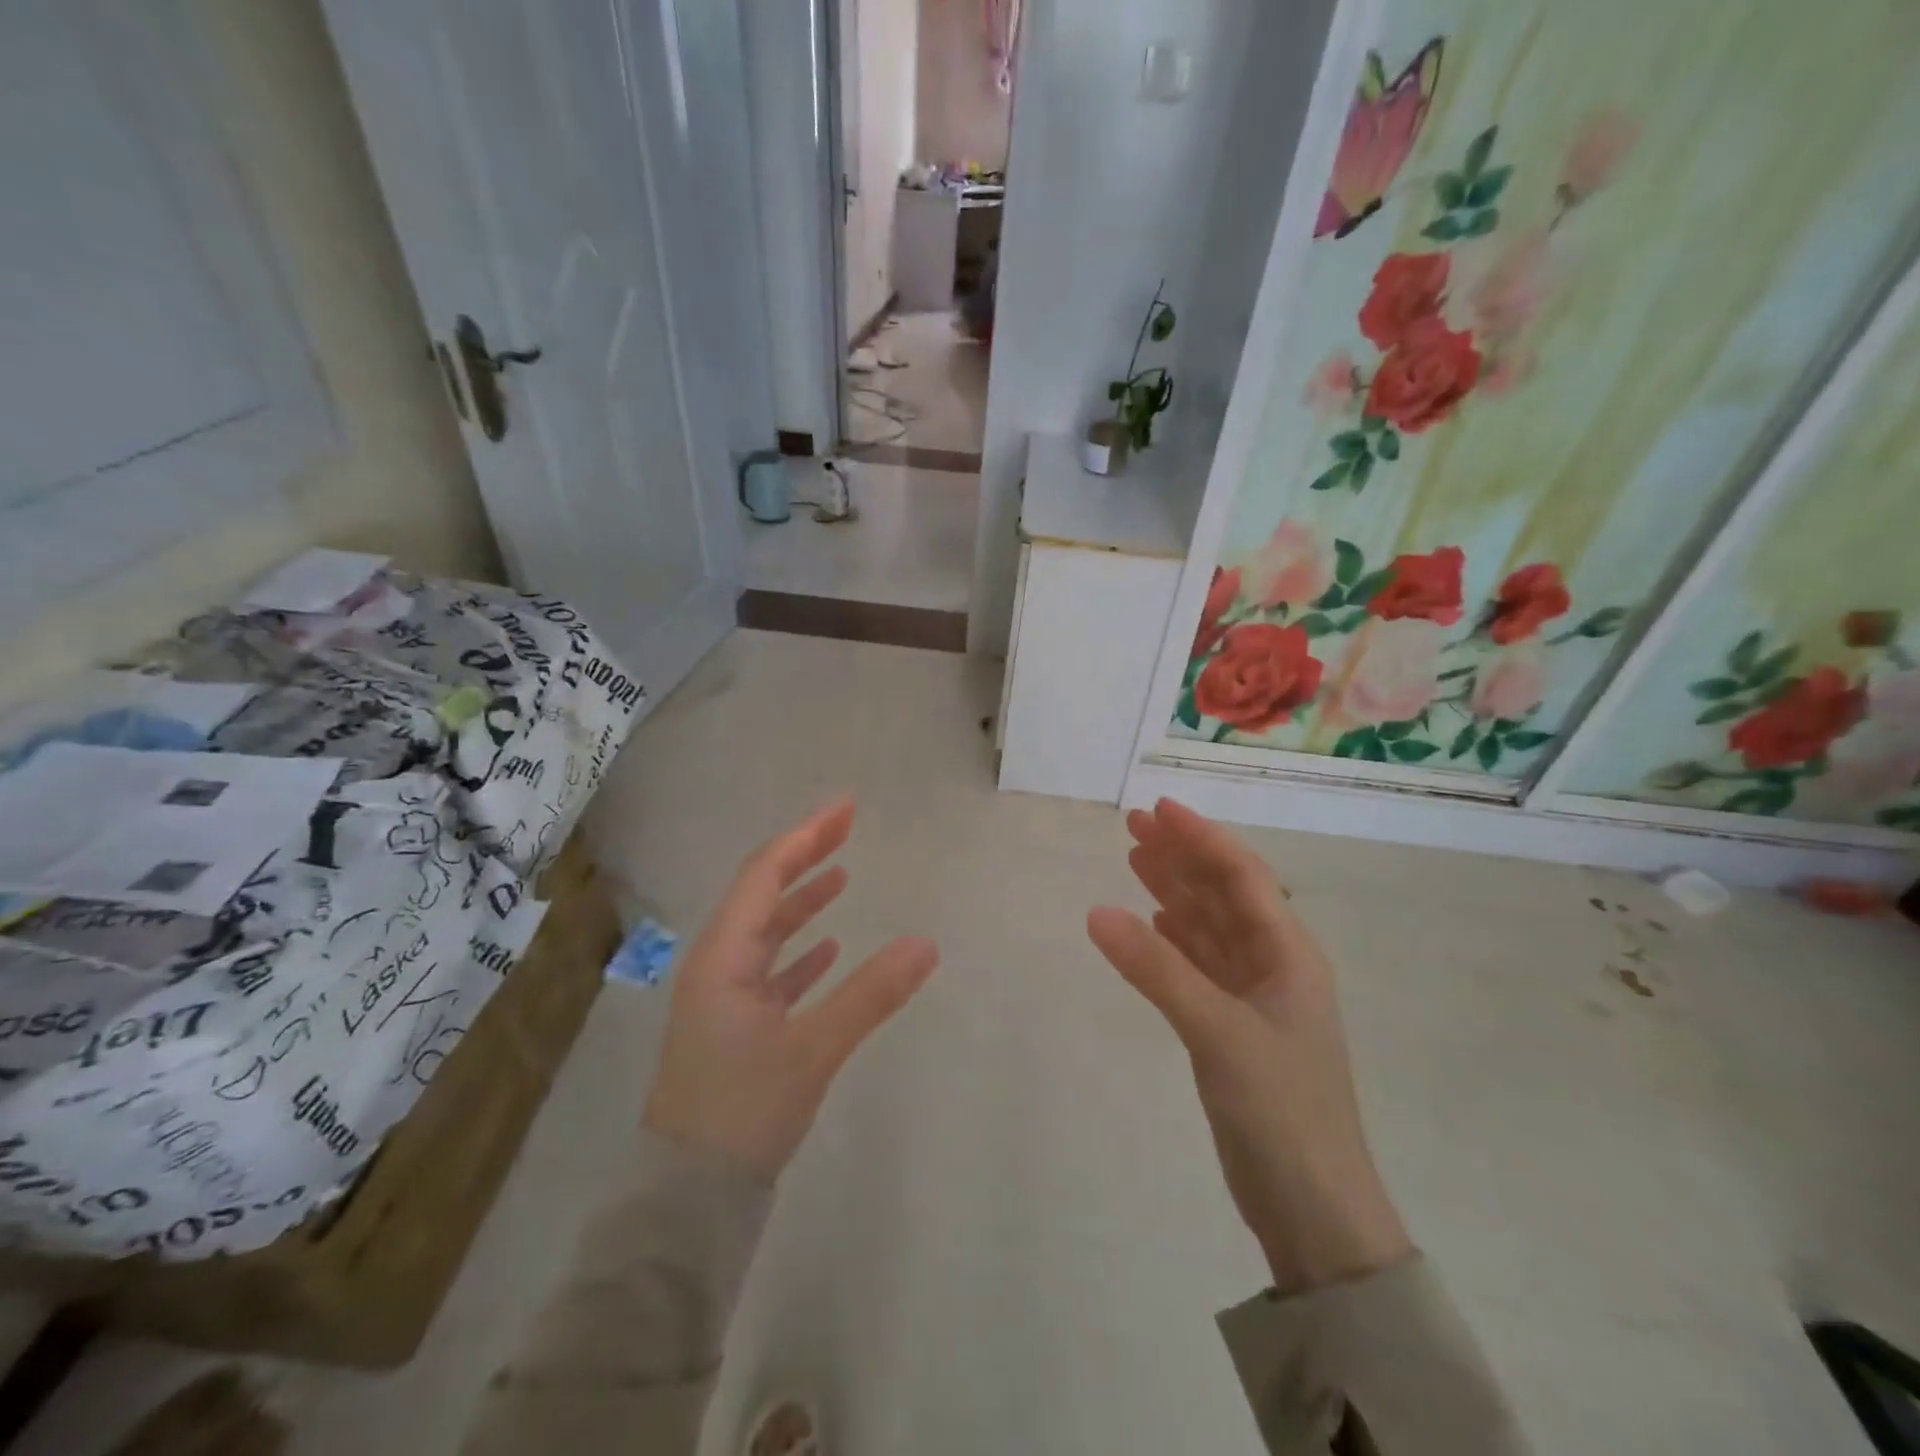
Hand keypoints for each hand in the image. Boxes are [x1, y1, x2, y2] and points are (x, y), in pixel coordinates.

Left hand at [643, 799, 938, 1179]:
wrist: (689, 1196)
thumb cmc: (744, 1111)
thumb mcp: (814, 1049)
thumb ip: (871, 994)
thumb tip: (928, 943)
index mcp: (723, 956)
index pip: (766, 874)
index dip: (806, 836)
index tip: (845, 808)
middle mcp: (717, 965)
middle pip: (763, 893)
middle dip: (805, 857)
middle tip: (846, 826)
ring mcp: (723, 996)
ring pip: (766, 932)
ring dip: (801, 902)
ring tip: (840, 876)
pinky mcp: (734, 1026)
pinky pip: (769, 970)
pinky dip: (798, 951)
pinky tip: (826, 948)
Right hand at [1087, 799, 1410, 1294]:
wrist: (1313, 1209)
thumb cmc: (1281, 1110)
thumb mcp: (1218, 1032)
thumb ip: (1156, 970)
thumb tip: (1096, 910)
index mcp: (1290, 955)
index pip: (1243, 876)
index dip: (1202, 838)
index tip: (1159, 809)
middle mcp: (1274, 966)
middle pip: (1223, 894)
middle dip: (1182, 857)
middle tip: (1132, 826)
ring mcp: (1253, 998)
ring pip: (1208, 927)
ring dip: (1174, 892)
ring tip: (1133, 859)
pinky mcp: (1233, 1027)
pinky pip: (1199, 964)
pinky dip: (1172, 938)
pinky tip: (1150, 924)